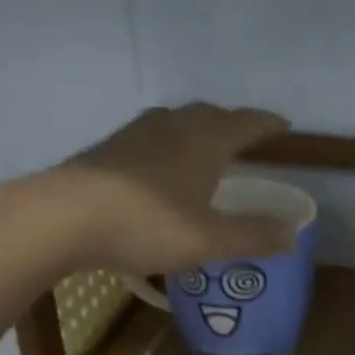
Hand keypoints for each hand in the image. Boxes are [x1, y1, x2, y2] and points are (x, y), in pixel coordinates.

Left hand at [58, 104, 292, 274]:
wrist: (61, 218)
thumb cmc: (147, 224)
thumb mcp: (210, 239)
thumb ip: (253, 236)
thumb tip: (293, 234)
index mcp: (204, 141)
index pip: (245, 123)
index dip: (267, 124)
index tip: (283, 125)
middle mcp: (172, 127)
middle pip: (209, 114)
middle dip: (231, 122)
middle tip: (245, 136)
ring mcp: (134, 135)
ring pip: (175, 121)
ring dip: (195, 129)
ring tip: (204, 146)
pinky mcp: (105, 151)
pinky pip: (148, 138)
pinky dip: (166, 145)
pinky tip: (159, 167)